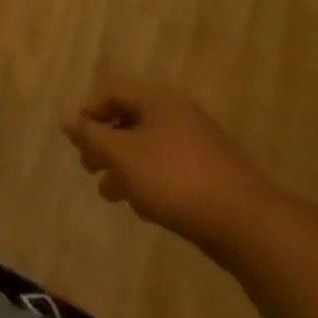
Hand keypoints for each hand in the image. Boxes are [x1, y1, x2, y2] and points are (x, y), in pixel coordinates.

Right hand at [65, 77, 284, 254]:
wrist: (250, 226)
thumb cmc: (177, 181)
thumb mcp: (123, 157)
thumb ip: (92, 136)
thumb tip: (68, 118)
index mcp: (157, 100)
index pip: (110, 91)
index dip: (89, 114)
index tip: (79, 143)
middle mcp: (177, 113)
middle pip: (127, 118)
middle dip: (104, 144)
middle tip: (90, 168)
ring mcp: (196, 142)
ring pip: (146, 146)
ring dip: (123, 166)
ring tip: (111, 194)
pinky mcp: (209, 172)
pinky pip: (167, 166)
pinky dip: (149, 179)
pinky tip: (144, 207)